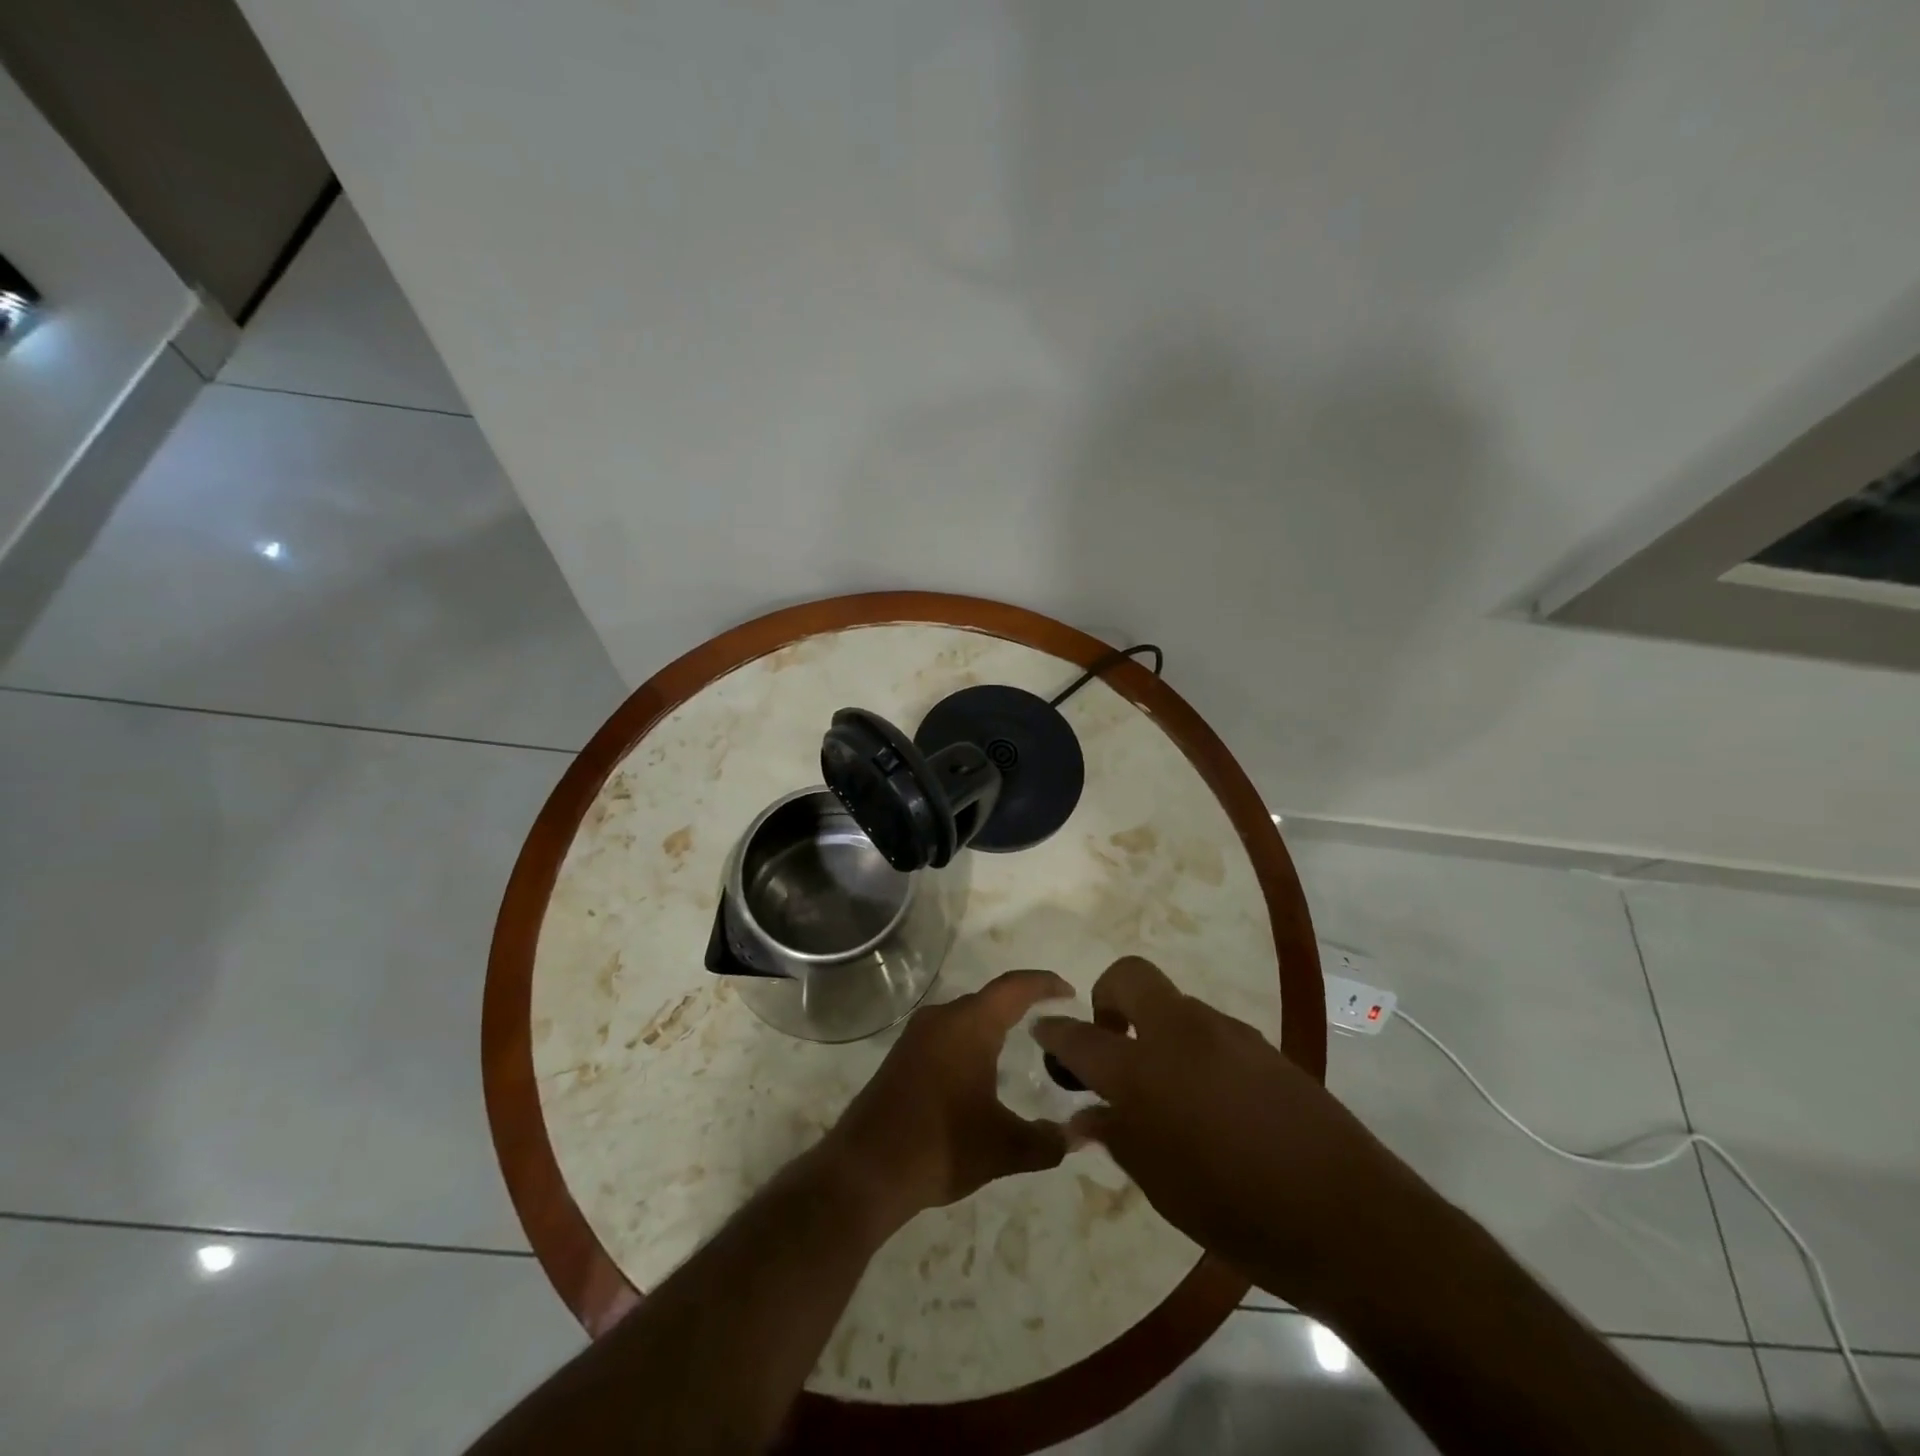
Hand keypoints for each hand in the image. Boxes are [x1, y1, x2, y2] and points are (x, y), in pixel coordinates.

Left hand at [823, 970, 1071, 1232]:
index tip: (1069, 991)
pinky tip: (980, 1068)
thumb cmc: (941, 1147)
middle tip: (1051, 1020)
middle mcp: (942, 1018)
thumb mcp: (1004, 1148)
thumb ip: (1047, 1141)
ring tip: (1021, 1041)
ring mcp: (916, 1036)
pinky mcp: (901, 1056)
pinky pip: (946, 1034)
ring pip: (965, 1016)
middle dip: (1021, 1003)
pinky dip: (970, 1040)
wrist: (865, 1170)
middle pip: (989, 999)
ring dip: (993, 1023)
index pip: (1014, 987)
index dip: (1044, 983)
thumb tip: (1077, 1137)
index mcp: (969, 1025)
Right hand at [1035, 956, 1416, 1303]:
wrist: (1349, 1218)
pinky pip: (1211, 1030)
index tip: (1042, 1029)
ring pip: (1174, 1004)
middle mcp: (1181, 1034)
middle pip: (1129, 976)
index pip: (1082, 1037)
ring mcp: (1227, 1033)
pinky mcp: (1263, 1046)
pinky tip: (1210, 1100)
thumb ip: (1117, 1138)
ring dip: (1155, 1027)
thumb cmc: (1237, 1212)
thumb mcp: (1161, 1185)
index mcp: (1144, 1070)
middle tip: (1111, 1041)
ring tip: (1165, 1087)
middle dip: (1107, 996)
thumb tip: (1085, 1117)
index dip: (1056, 1032)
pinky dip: (1193, 1048)